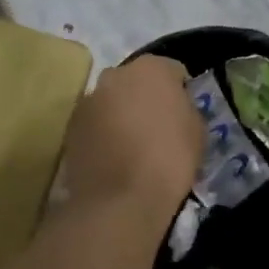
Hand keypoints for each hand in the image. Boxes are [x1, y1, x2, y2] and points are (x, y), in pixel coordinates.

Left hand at [59, 56, 204, 218]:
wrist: (121, 200)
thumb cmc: (169, 159)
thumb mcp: (197, 131)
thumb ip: (185, 108)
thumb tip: (175, 108)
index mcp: (151, 68)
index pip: (172, 70)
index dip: (180, 91)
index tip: (183, 113)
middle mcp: (115, 75)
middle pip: (136, 81)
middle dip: (145, 97)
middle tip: (156, 127)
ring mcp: (88, 100)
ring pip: (112, 101)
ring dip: (121, 114)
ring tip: (133, 146)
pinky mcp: (71, 127)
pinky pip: (95, 124)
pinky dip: (103, 134)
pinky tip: (114, 158)